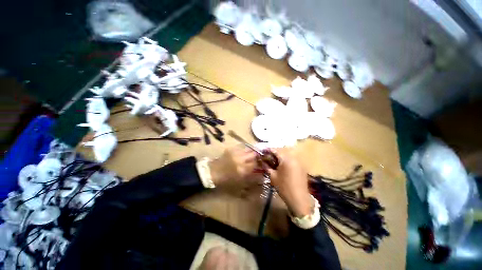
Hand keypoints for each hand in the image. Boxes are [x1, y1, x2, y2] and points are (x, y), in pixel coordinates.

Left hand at [209, 146, 257, 185]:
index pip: (255, 163)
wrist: (212, 172)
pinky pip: (240, 148)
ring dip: (250, 152)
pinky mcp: (230, 149)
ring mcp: (235, 153)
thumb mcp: (240, 181)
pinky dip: (243, 150)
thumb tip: (259, 171)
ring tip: (250, 155)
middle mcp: (240, 160)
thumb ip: (250, 175)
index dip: (258, 163)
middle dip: (256, 156)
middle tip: (256, 157)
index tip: (259, 164)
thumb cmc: (226, 179)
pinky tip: (242, 153)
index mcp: (242, 170)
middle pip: (253, 154)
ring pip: (248, 149)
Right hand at [265, 149, 312, 216]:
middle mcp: (294, 158)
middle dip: (273, 153)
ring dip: (280, 157)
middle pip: (282, 151)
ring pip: (287, 155)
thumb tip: (261, 160)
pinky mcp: (301, 167)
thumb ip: (266, 166)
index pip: (275, 150)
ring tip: (273, 161)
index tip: (262, 151)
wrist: (299, 199)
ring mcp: (299, 162)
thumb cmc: (284, 187)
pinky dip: (285, 160)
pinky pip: (292, 160)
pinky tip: (281, 166)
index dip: (268, 150)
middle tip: (267, 157)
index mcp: (286, 159)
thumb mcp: (273, 176)